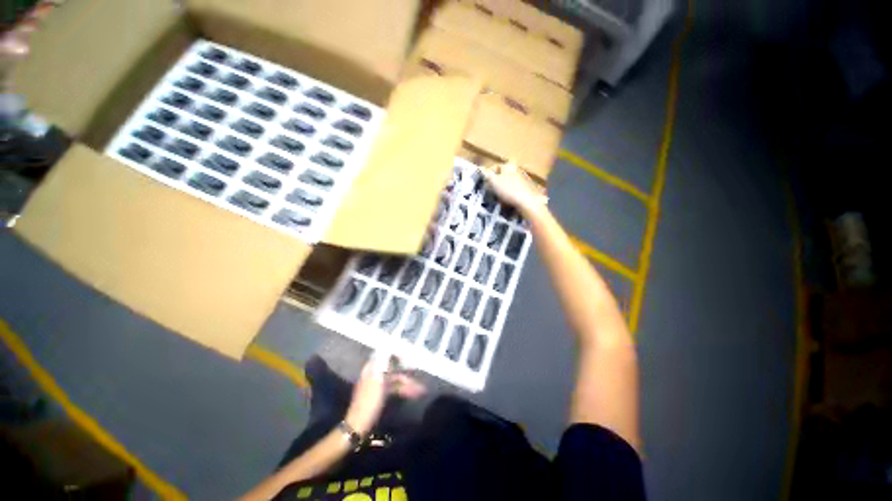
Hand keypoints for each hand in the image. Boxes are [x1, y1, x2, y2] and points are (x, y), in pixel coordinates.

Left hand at [344, 352, 425, 434]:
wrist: (359, 426)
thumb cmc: (368, 402)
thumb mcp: (376, 382)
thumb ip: (383, 364)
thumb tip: (388, 347)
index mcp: (372, 369)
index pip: (385, 355)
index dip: (397, 354)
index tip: (409, 355)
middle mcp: (376, 374)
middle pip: (394, 368)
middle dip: (406, 372)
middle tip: (419, 373)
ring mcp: (379, 385)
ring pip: (396, 379)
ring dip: (408, 383)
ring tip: (421, 390)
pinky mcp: (382, 395)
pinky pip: (395, 388)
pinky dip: (404, 390)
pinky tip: (414, 394)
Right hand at [482, 161, 547, 215]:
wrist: (528, 202)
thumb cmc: (509, 190)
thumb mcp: (494, 182)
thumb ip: (487, 175)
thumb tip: (480, 168)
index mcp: (509, 166)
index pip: (495, 167)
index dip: (488, 174)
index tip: (483, 183)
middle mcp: (517, 170)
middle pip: (502, 176)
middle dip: (495, 184)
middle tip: (489, 192)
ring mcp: (522, 180)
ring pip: (507, 184)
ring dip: (501, 191)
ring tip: (497, 199)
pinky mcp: (526, 189)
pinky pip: (513, 191)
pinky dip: (508, 195)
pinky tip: (506, 202)